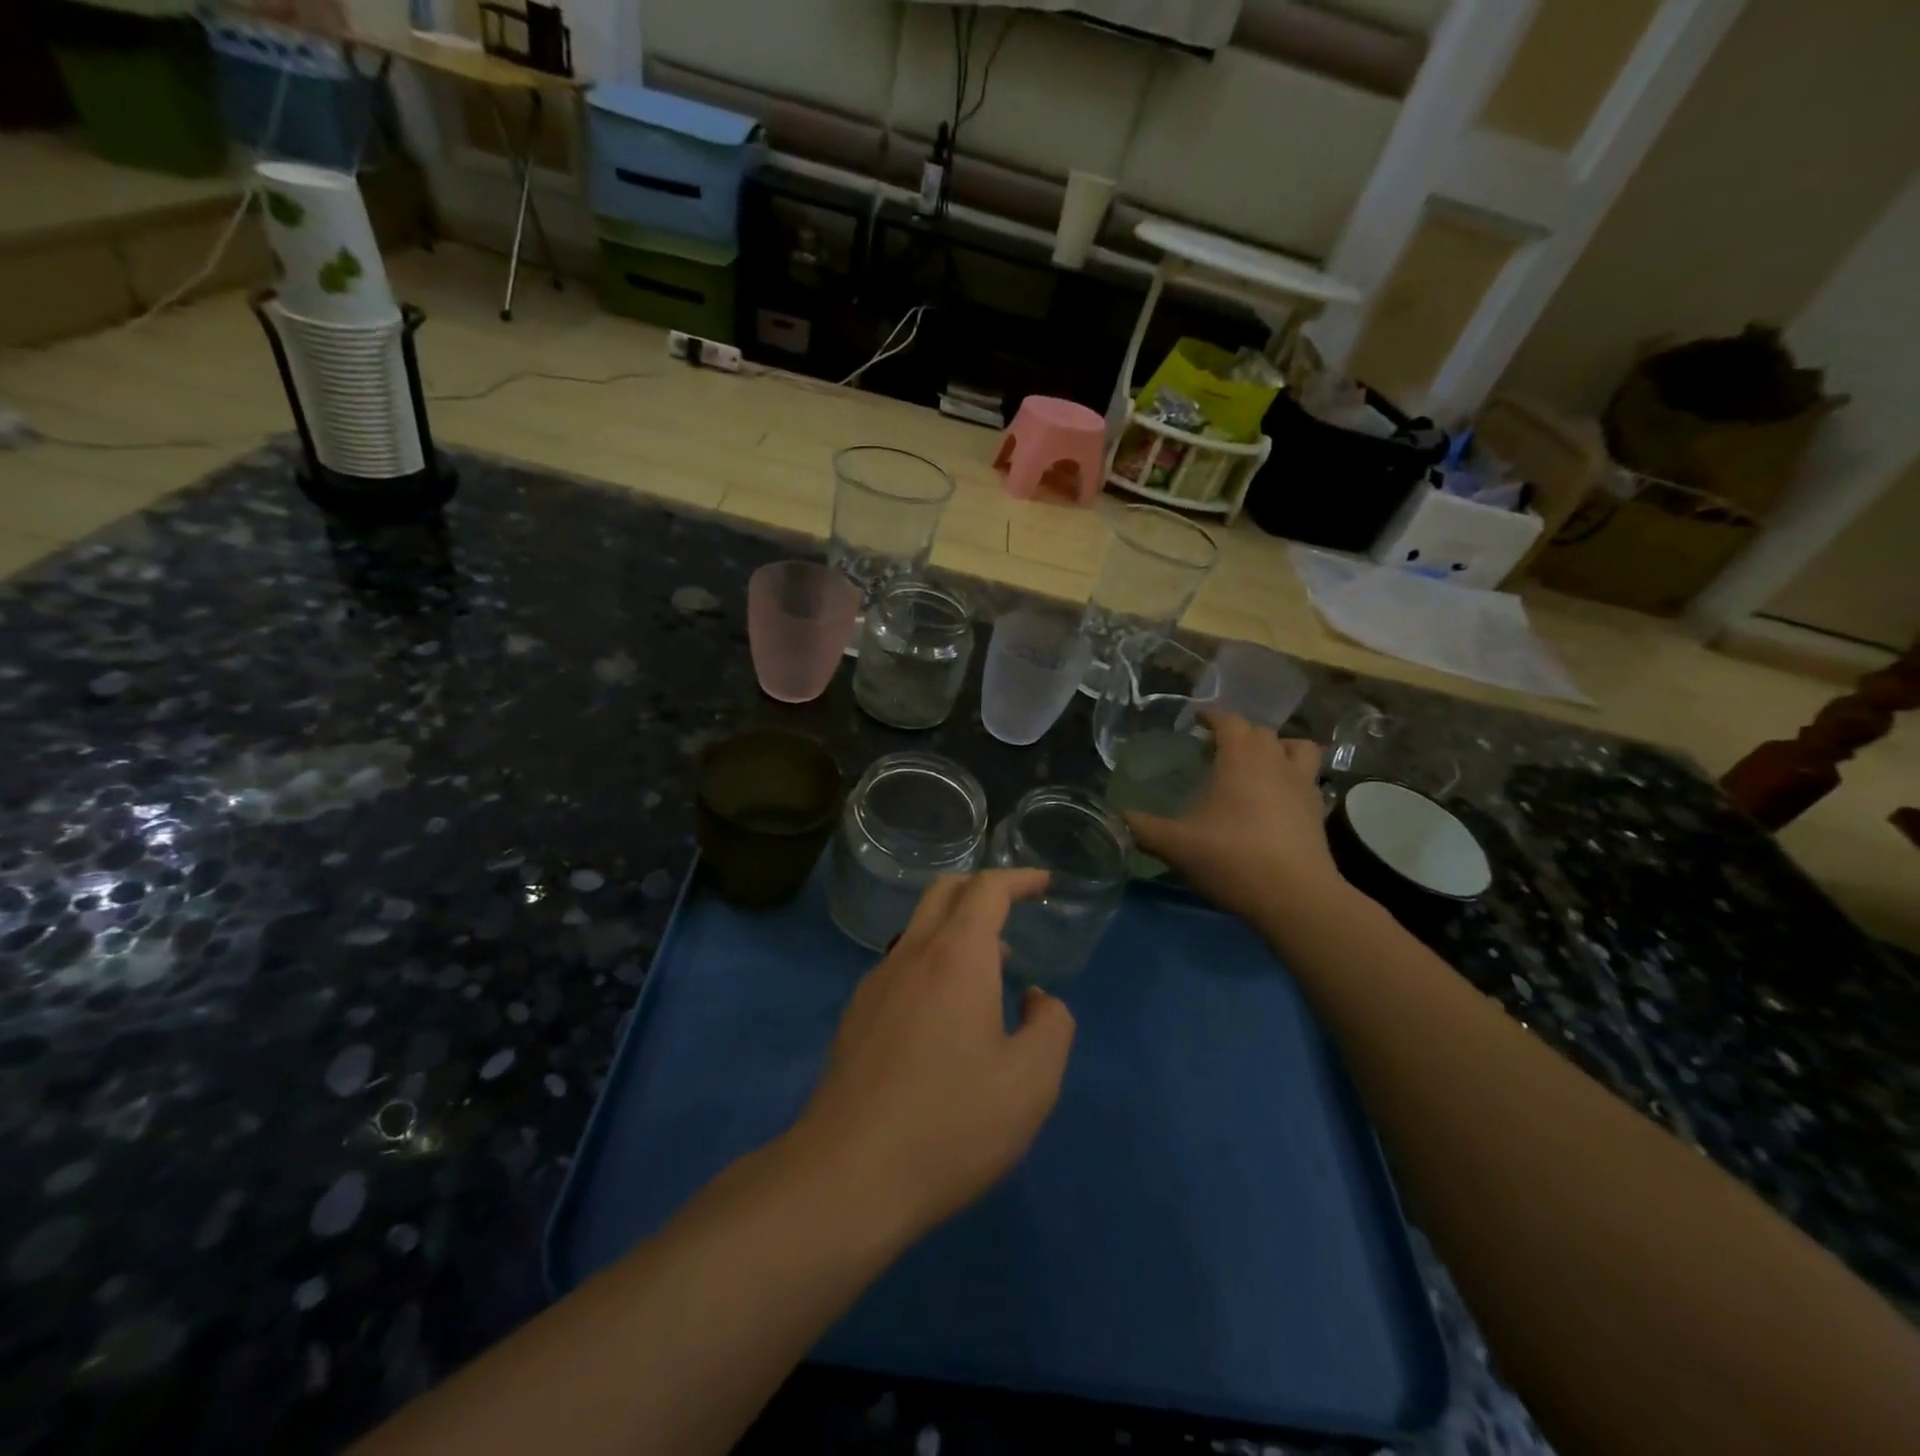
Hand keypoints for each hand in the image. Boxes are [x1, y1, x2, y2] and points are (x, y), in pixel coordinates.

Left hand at [793, 870, 1075, 1238]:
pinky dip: (932, 961)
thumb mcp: (1031, 1082)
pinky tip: (946, 1013)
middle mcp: (911, 954)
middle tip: (1014, 906)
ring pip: (918, 929)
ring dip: (957, 928)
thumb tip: (1036, 997)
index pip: (987, 889)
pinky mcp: (857, 1015)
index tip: (1044, 883)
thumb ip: (1051, 1026)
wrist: (848, 1175)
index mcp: (956, 956)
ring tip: (991, 967)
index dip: (1018, 878)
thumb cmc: (951, 1123)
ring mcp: (876, 983)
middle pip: (944, 892)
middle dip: (981, 887)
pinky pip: (901, 965)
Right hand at [1126, 711, 1344, 926]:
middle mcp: (1275, 762)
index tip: (1194, 720)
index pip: (1229, 721)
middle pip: (1260, 732)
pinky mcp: (1317, 811)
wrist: (1295, 898)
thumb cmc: (1232, 859)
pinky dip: (1291, 778)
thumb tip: (1119, 818)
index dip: (1211, 716)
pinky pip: (1307, 780)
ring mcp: (1303, 785)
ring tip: (1257, 764)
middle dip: (1238, 733)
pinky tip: (1275, 799)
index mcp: (1241, 759)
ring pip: (1296, 749)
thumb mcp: (1175, 846)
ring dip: (1277, 748)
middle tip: (1215, 748)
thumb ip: (1143, 828)